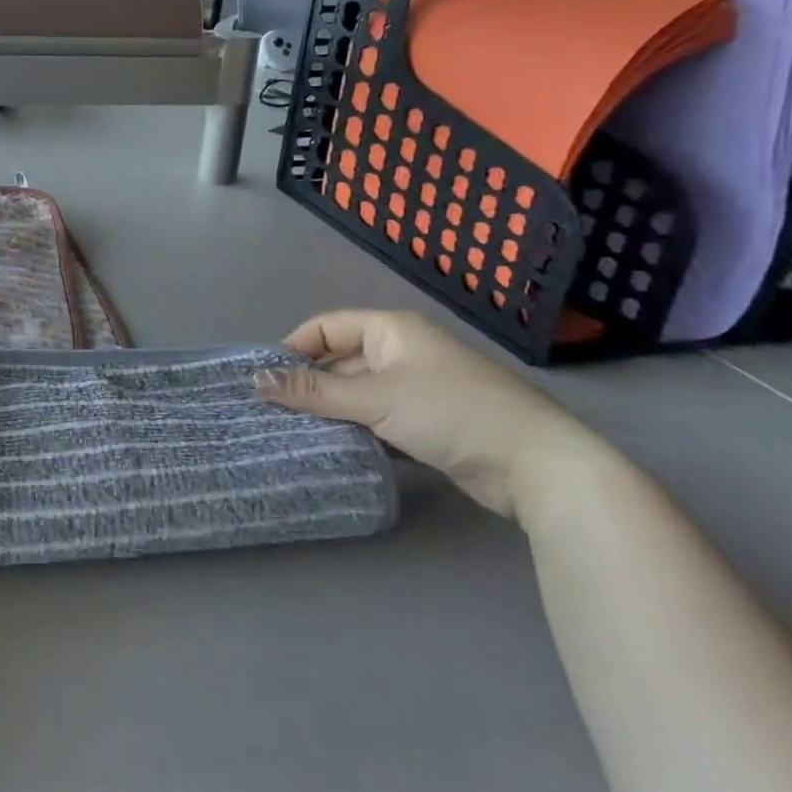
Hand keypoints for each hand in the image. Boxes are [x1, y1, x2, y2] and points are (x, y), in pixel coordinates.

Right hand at [256, 309, 616, 520]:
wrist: (536, 464)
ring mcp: (418, 389)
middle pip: (340, 362)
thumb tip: (255, 381)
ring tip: (294, 435)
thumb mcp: (374, 399)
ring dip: (332, 413)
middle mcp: (402, 352)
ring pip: (358, 395)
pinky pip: (378, 420)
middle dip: (309, 387)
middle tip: (272, 414)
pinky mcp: (428, 424)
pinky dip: (357, 432)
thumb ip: (313, 393)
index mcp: (391, 330)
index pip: (326, 327)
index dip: (293, 349)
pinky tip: (334, 451)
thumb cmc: (450, 412)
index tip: (264, 380)